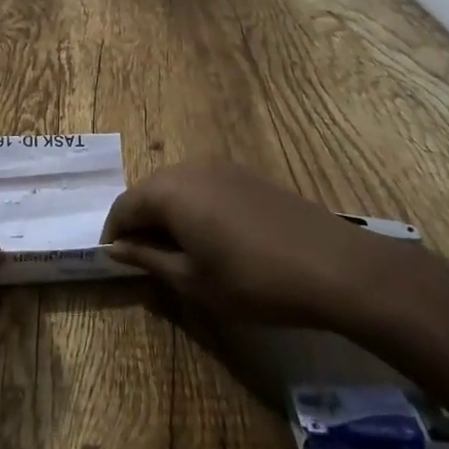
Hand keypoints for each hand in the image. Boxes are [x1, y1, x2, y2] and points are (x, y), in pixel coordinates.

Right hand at [100, 161, 418, 331]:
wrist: (333, 266)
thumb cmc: (252, 280)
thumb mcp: (192, 281)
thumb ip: (148, 260)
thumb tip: (116, 248)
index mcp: (168, 191)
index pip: (124, 206)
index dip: (114, 233)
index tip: (114, 260)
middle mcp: (189, 168)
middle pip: (149, 190)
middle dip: (140, 221)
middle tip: (144, 258)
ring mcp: (222, 166)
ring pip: (177, 186)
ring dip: (168, 213)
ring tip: (177, 250)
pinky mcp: (248, 174)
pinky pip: (204, 185)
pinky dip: (194, 206)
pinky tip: (212, 236)